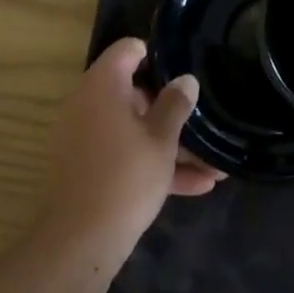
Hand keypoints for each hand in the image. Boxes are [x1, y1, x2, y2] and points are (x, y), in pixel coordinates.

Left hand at [41, 38, 223, 248]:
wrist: (80, 242)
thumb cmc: (126, 177)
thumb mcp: (162, 139)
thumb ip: (176, 104)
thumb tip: (186, 79)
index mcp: (103, 85)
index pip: (128, 50)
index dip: (157, 55)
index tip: (183, 71)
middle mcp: (88, 103)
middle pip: (133, 92)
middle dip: (170, 108)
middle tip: (202, 121)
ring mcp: (84, 137)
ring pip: (133, 129)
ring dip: (169, 143)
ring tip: (213, 162)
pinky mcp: (86, 167)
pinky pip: (123, 154)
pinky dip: (152, 163)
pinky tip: (197, 185)